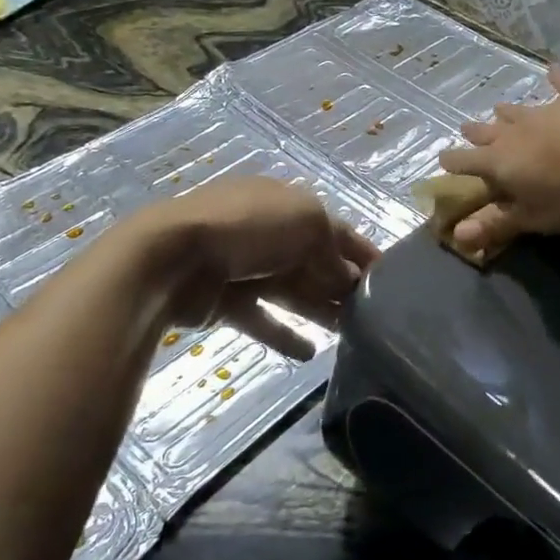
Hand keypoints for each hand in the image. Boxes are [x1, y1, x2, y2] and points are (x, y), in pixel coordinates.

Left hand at [141, 176, 379, 359]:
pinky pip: (262, 320)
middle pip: (313, 262)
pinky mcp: (225, 301)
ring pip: (292, 292)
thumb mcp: (306, 222)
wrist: (172, 258)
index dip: (361, 251)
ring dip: (319, 311)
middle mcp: (267, 233)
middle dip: (342, 285)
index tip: (388, 278)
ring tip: (350, 335)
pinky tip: (309, 355)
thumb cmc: (248, 228)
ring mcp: (244, 267)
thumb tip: (344, 277)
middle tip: (372, 315)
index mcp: (286, 204)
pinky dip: (284, 335)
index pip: (334, 228)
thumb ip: (332, 249)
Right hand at [439, 68, 559, 255]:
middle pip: (489, 131)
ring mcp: (549, 109)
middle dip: (476, 133)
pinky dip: (557, 79)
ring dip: (508, 112)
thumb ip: (497, 224)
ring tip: (499, 109)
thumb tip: (456, 235)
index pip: (466, 162)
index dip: (453, 163)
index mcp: (501, 162)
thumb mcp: (537, 217)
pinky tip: (553, 70)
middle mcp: (517, 131)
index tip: (442, 160)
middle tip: (466, 128)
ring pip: (520, 109)